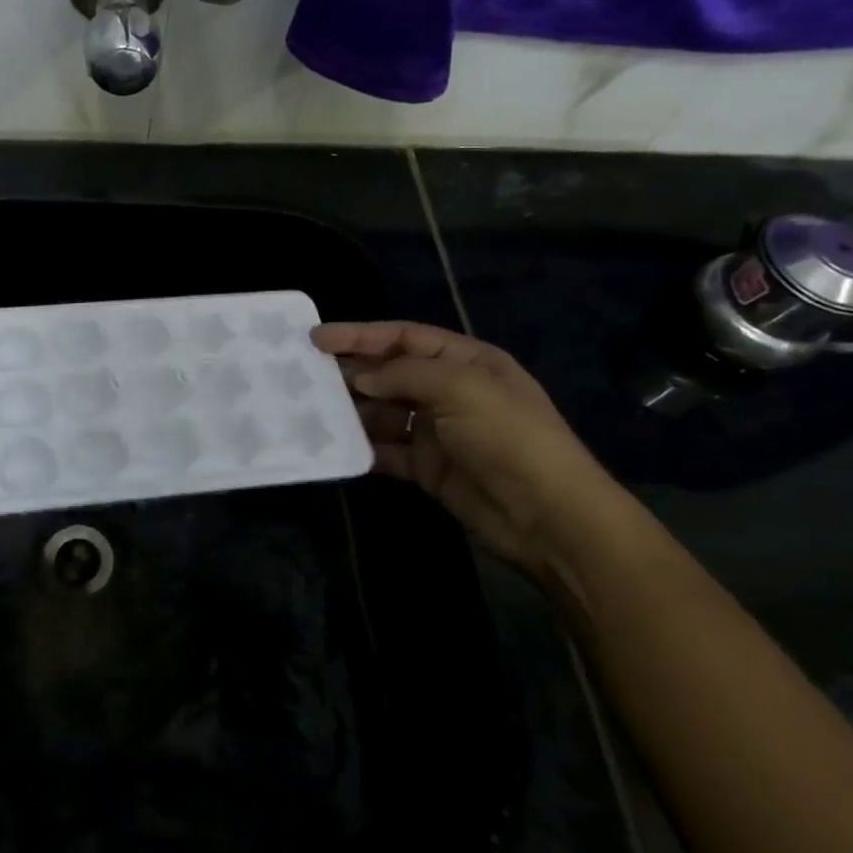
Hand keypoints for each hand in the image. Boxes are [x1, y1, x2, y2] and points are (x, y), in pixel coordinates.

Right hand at [313, 321, 628, 587]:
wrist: (548, 517)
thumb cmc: (509, 438)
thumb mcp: (462, 389)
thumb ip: (405, 374)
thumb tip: (359, 377)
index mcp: (467, 362)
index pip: (405, 338)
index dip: (361, 335)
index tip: (316, 339)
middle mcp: (450, 391)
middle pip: (390, 374)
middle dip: (351, 372)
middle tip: (305, 374)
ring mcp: (438, 432)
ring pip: (384, 413)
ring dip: (352, 412)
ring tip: (311, 410)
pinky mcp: (428, 469)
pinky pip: (386, 452)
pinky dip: (363, 449)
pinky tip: (334, 447)